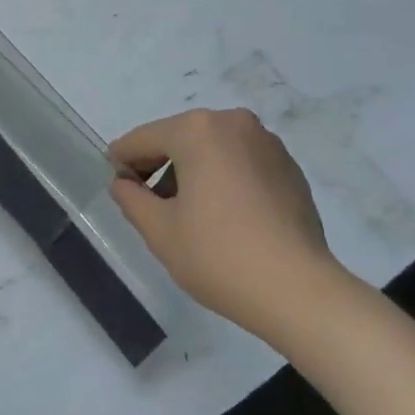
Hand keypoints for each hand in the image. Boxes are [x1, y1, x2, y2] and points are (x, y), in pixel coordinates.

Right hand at [109, 108, 345, 339]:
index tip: (116, 185)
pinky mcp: (289, 167)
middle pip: (180, 138)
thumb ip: (131, 198)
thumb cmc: (219, 255)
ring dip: (193, 172)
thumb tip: (124, 183)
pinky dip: (224, 179)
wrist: (299, 291)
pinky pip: (241, 162)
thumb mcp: (159, 230)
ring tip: (188, 215)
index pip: (143, 139)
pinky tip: (225, 217)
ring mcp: (266, 143)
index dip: (123, 162)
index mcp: (197, 130)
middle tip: (149, 205)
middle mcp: (233, 123)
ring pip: (212, 149)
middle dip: (160, 167)